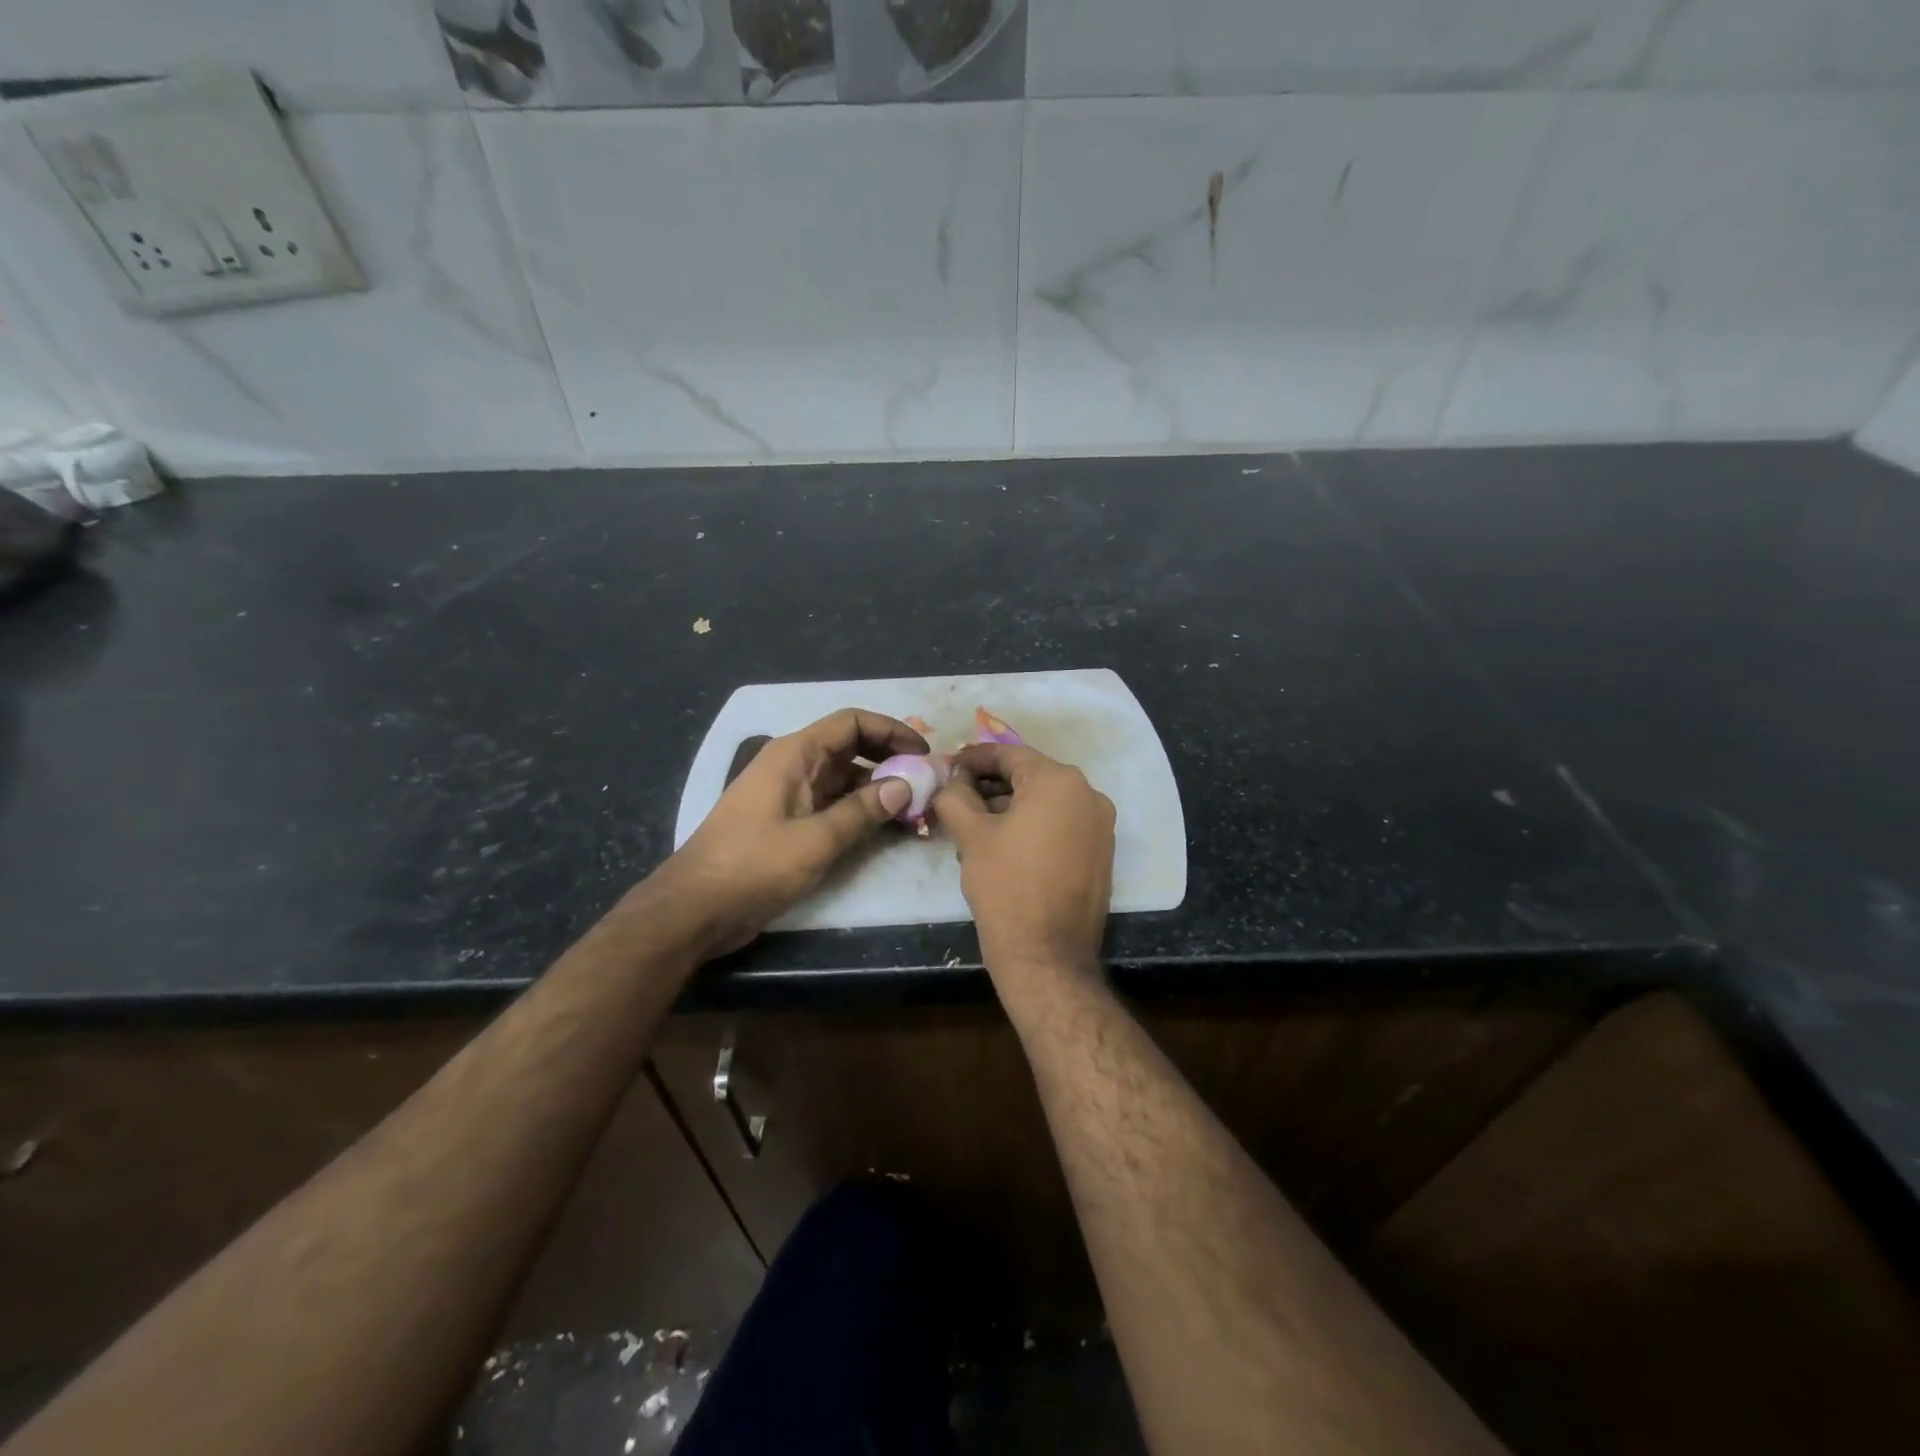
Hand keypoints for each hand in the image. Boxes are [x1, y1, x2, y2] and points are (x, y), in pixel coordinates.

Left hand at [659, 708, 925, 956]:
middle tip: (925, 782)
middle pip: (851, 748)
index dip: (891, 730)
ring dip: (878, 790)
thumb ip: (862, 811)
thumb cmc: (753, 866)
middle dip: (890, 761)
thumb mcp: (815, 840)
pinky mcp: (789, 822)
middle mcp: (793, 766)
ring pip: (844, 779)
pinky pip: (833, 805)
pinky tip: (886, 829)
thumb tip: (905, 785)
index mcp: (794, 755)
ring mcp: (790, 795)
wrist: (696, 908)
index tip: (923, 753)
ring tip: (915, 810)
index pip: (851, 723)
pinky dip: (860, 811)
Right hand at [935, 742, 1115, 978]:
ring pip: (1046, 803)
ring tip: (973, 827)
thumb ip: (956, 795)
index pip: (1009, 754)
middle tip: (957, 798)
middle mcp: (1089, 794)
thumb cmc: (1005, 886)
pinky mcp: (1101, 853)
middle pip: (1030, 777)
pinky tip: (1004, 846)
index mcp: (1059, 781)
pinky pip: (1062, 825)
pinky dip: (1033, 826)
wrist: (1047, 955)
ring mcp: (1100, 825)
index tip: (948, 767)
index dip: (974, 759)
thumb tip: (952, 780)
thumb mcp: (970, 835)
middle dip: (991, 785)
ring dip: (1010, 808)